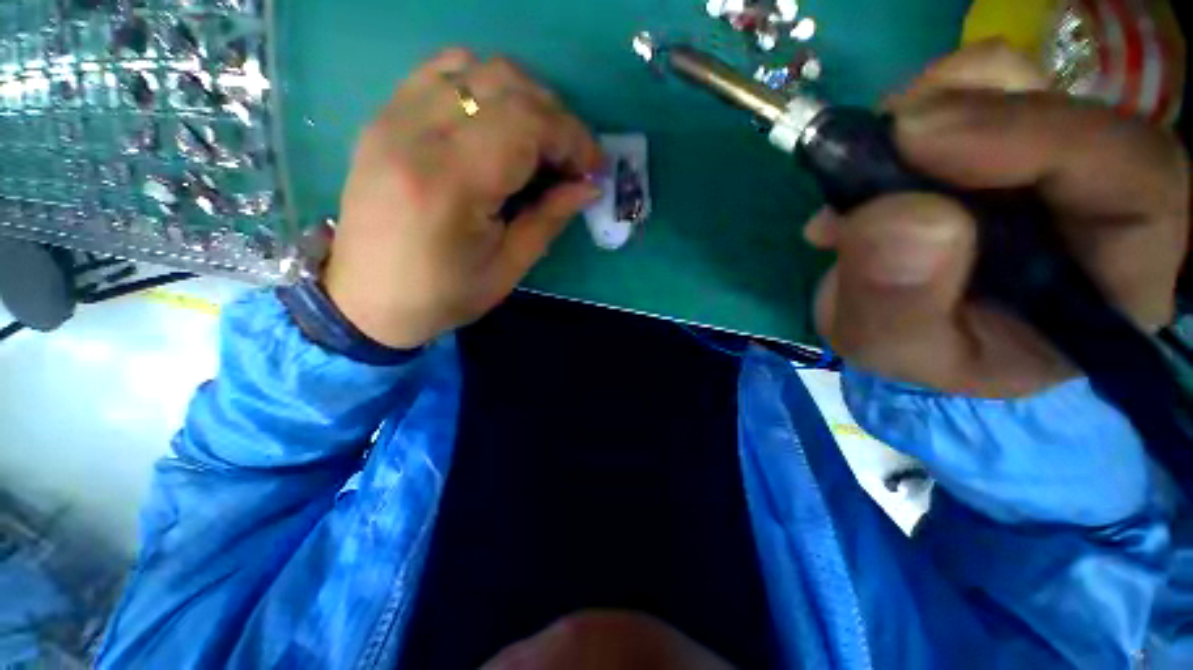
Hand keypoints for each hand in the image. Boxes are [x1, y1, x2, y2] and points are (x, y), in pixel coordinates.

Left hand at [324, 49, 603, 348]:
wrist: (365, 298)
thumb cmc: (443, 294)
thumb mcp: (508, 268)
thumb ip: (549, 219)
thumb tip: (589, 186)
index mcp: (452, 183)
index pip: (527, 125)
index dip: (572, 139)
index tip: (594, 167)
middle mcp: (417, 133)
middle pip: (506, 84)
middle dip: (556, 117)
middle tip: (572, 158)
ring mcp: (394, 117)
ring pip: (476, 67)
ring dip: (524, 97)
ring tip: (540, 140)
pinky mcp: (385, 117)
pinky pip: (443, 71)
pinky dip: (484, 86)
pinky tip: (498, 122)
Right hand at [807, 42, 1189, 397]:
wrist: (894, 323)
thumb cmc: (913, 349)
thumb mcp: (890, 347)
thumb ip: (894, 302)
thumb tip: (896, 215)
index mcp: (1112, 281)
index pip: (1137, 182)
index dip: (1042, 137)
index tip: (921, 140)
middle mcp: (1099, 204)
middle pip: (1076, 112)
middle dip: (974, 112)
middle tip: (885, 139)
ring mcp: (1046, 162)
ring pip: (1020, 85)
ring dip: (935, 106)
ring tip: (867, 163)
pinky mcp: (996, 141)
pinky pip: (970, 88)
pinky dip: (911, 111)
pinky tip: (870, 162)